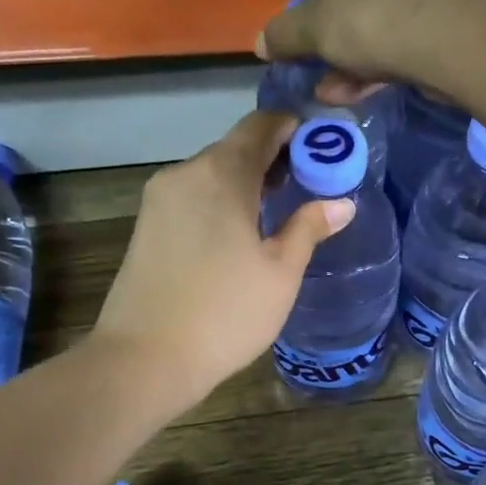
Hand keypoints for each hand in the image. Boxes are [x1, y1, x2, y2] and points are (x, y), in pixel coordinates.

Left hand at [92, 111, 355, 409]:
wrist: (144, 359)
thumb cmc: (225, 313)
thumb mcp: (281, 273)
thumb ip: (309, 228)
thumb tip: (340, 203)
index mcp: (222, 174)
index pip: (261, 125)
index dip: (295, 129)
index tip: (323, 150)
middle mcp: (185, 173)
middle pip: (235, 147)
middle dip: (274, 158)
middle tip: (309, 185)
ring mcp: (160, 199)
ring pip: (212, 173)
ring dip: (247, 182)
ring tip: (278, 212)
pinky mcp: (146, 225)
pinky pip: (193, 196)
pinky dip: (222, 200)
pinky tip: (240, 233)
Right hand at [256, 0, 460, 104]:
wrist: (444, 37)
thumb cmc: (367, 14)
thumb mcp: (312, 28)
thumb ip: (284, 34)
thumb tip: (262, 43)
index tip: (301, 33)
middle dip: (333, 36)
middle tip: (320, 67)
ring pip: (382, 16)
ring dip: (355, 57)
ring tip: (336, 92)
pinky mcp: (453, 6)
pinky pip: (408, 30)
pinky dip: (386, 58)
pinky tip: (367, 91)